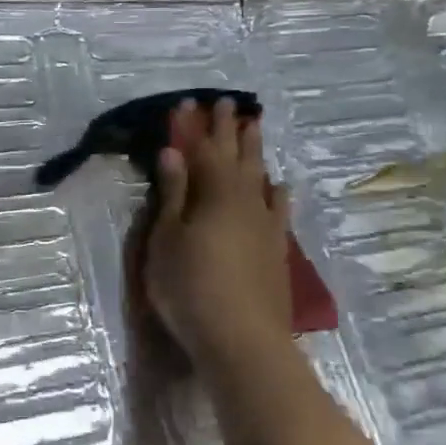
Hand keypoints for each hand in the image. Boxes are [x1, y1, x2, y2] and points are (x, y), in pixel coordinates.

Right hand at [143, 98, 296, 372]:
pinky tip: (279, 186)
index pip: (203, 150)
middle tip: (227, 104)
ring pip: (260, 177)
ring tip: (254, 128)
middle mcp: (245, 201)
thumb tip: (172, 153)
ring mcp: (266, 225)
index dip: (194, 126)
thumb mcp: (166, 240)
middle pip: (236, 157)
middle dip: (229, 130)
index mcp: (214, 194)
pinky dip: (276, 192)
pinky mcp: (277, 250)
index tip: (188, 103)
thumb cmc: (190, 288)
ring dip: (255, 152)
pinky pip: (278, 208)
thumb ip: (172, 194)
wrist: (243, 341)